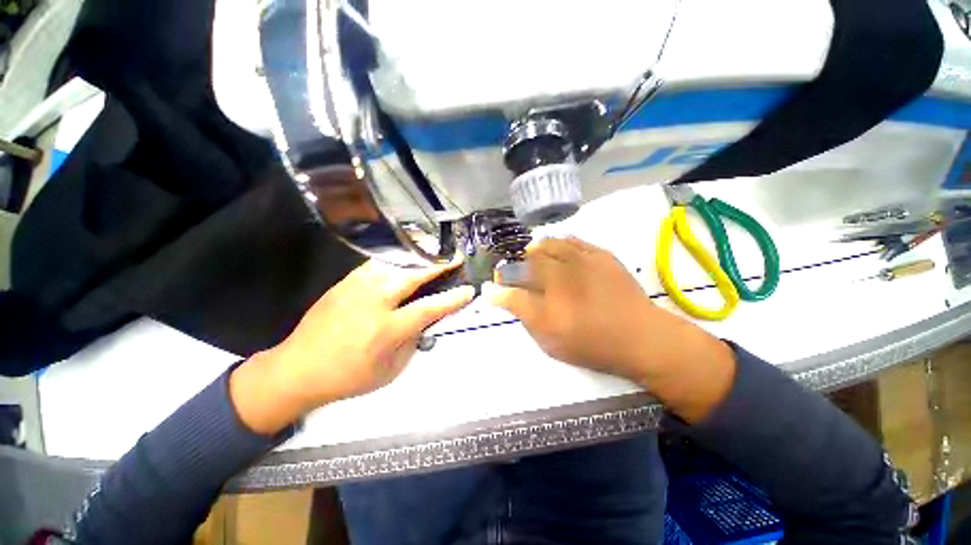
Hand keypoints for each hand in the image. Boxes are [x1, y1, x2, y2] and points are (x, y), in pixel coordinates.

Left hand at [230, 259, 474, 433]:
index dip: (453, 298)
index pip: (429, 307)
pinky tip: (403, 262)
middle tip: (453, 260)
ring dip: (418, 259)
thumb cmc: (348, 377)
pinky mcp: (345, 282)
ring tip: (433, 256)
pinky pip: (376, 264)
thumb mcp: (390, 370)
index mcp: (387, 329)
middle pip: (413, 275)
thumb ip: (412, 341)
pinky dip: (396, 261)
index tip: (468, 290)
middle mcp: (374, 302)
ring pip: (394, 263)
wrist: (298, 369)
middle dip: (437, 266)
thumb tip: (425, 320)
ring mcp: (357, 288)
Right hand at [485, 237, 735, 421]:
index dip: (502, 283)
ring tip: (537, 261)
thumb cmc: (591, 343)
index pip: (513, 282)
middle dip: (518, 264)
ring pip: (549, 243)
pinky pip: (573, 240)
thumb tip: (494, 293)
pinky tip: (561, 254)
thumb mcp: (549, 338)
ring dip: (537, 251)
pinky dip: (560, 245)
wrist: (641, 337)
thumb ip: (521, 312)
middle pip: (529, 257)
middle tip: (520, 275)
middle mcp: (561, 271)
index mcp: (547, 294)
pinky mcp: (600, 254)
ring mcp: (582, 259)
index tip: (498, 286)